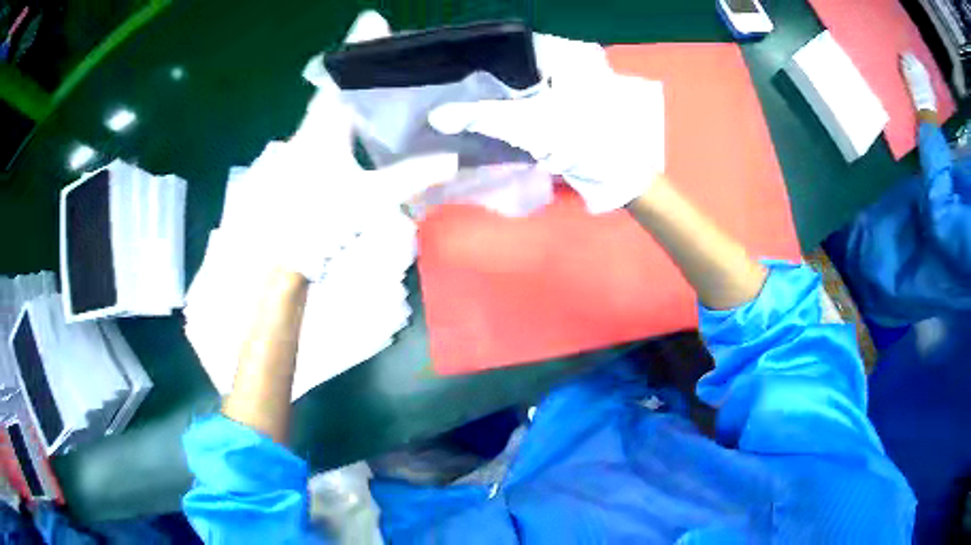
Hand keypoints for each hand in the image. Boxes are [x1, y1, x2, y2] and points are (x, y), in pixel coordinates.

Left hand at [236, 11, 457, 280]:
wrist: (274, 255)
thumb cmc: (315, 219)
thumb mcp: (368, 198)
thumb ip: (409, 177)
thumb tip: (454, 160)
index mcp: (324, 126)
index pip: (343, 76)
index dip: (359, 47)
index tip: (373, 19)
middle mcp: (310, 129)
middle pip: (338, 89)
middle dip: (362, 69)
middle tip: (392, 55)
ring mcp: (302, 146)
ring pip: (332, 111)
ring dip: (355, 95)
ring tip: (386, 87)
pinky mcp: (301, 164)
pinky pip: (327, 131)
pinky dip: (347, 121)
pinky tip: (364, 129)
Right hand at [429, 34, 664, 213]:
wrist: (618, 176)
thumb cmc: (584, 141)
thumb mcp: (529, 124)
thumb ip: (480, 117)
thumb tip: (435, 117)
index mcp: (564, 51)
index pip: (510, 42)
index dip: (479, 53)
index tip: (447, 66)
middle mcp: (566, 58)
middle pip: (512, 60)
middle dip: (482, 73)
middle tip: (446, 84)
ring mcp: (565, 80)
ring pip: (519, 78)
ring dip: (493, 90)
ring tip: (456, 96)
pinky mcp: (563, 101)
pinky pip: (528, 95)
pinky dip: (508, 103)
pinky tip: (482, 110)